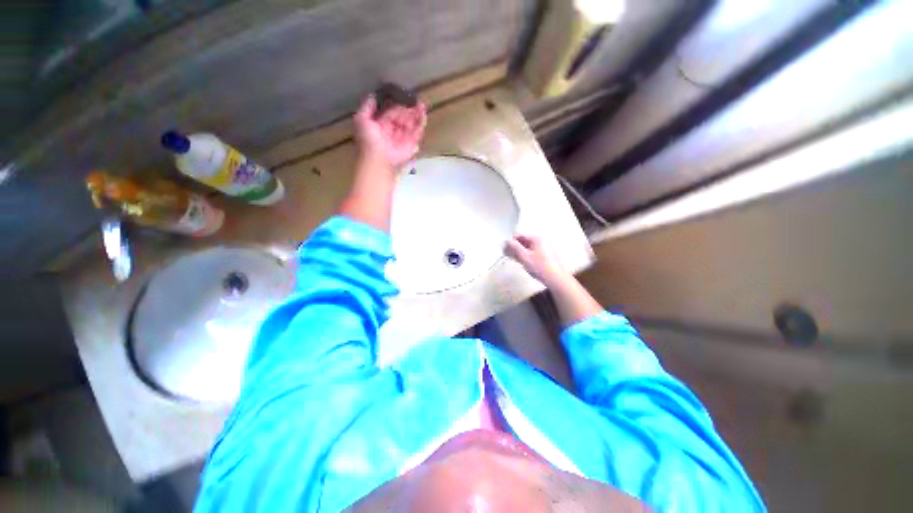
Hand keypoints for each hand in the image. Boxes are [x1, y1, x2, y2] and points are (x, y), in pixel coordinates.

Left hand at [354, 94, 426, 167]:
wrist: (378, 160)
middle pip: (403, 118)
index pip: (391, 113)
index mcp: (381, 125)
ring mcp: (403, 138)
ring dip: (417, 115)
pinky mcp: (411, 145)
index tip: (403, 96)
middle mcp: (393, 131)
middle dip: (408, 110)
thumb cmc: (368, 140)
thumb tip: (373, 95)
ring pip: (411, 124)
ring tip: (421, 105)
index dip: (397, 105)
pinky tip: (423, 114)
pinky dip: (421, 124)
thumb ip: (367, 107)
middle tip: (415, 100)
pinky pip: (417, 133)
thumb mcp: (361, 119)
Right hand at [505, 235, 569, 286]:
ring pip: (528, 247)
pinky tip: (525, 263)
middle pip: (524, 241)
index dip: (511, 242)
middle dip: (515, 248)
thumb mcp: (524, 257)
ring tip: (516, 261)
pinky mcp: (547, 254)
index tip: (505, 250)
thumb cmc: (540, 267)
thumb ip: (514, 247)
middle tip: (509, 256)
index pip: (519, 235)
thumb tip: (507, 240)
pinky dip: (527, 255)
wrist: (556, 279)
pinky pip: (533, 251)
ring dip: (520, 252)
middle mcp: (542, 240)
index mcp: (537, 238)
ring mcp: (545, 247)